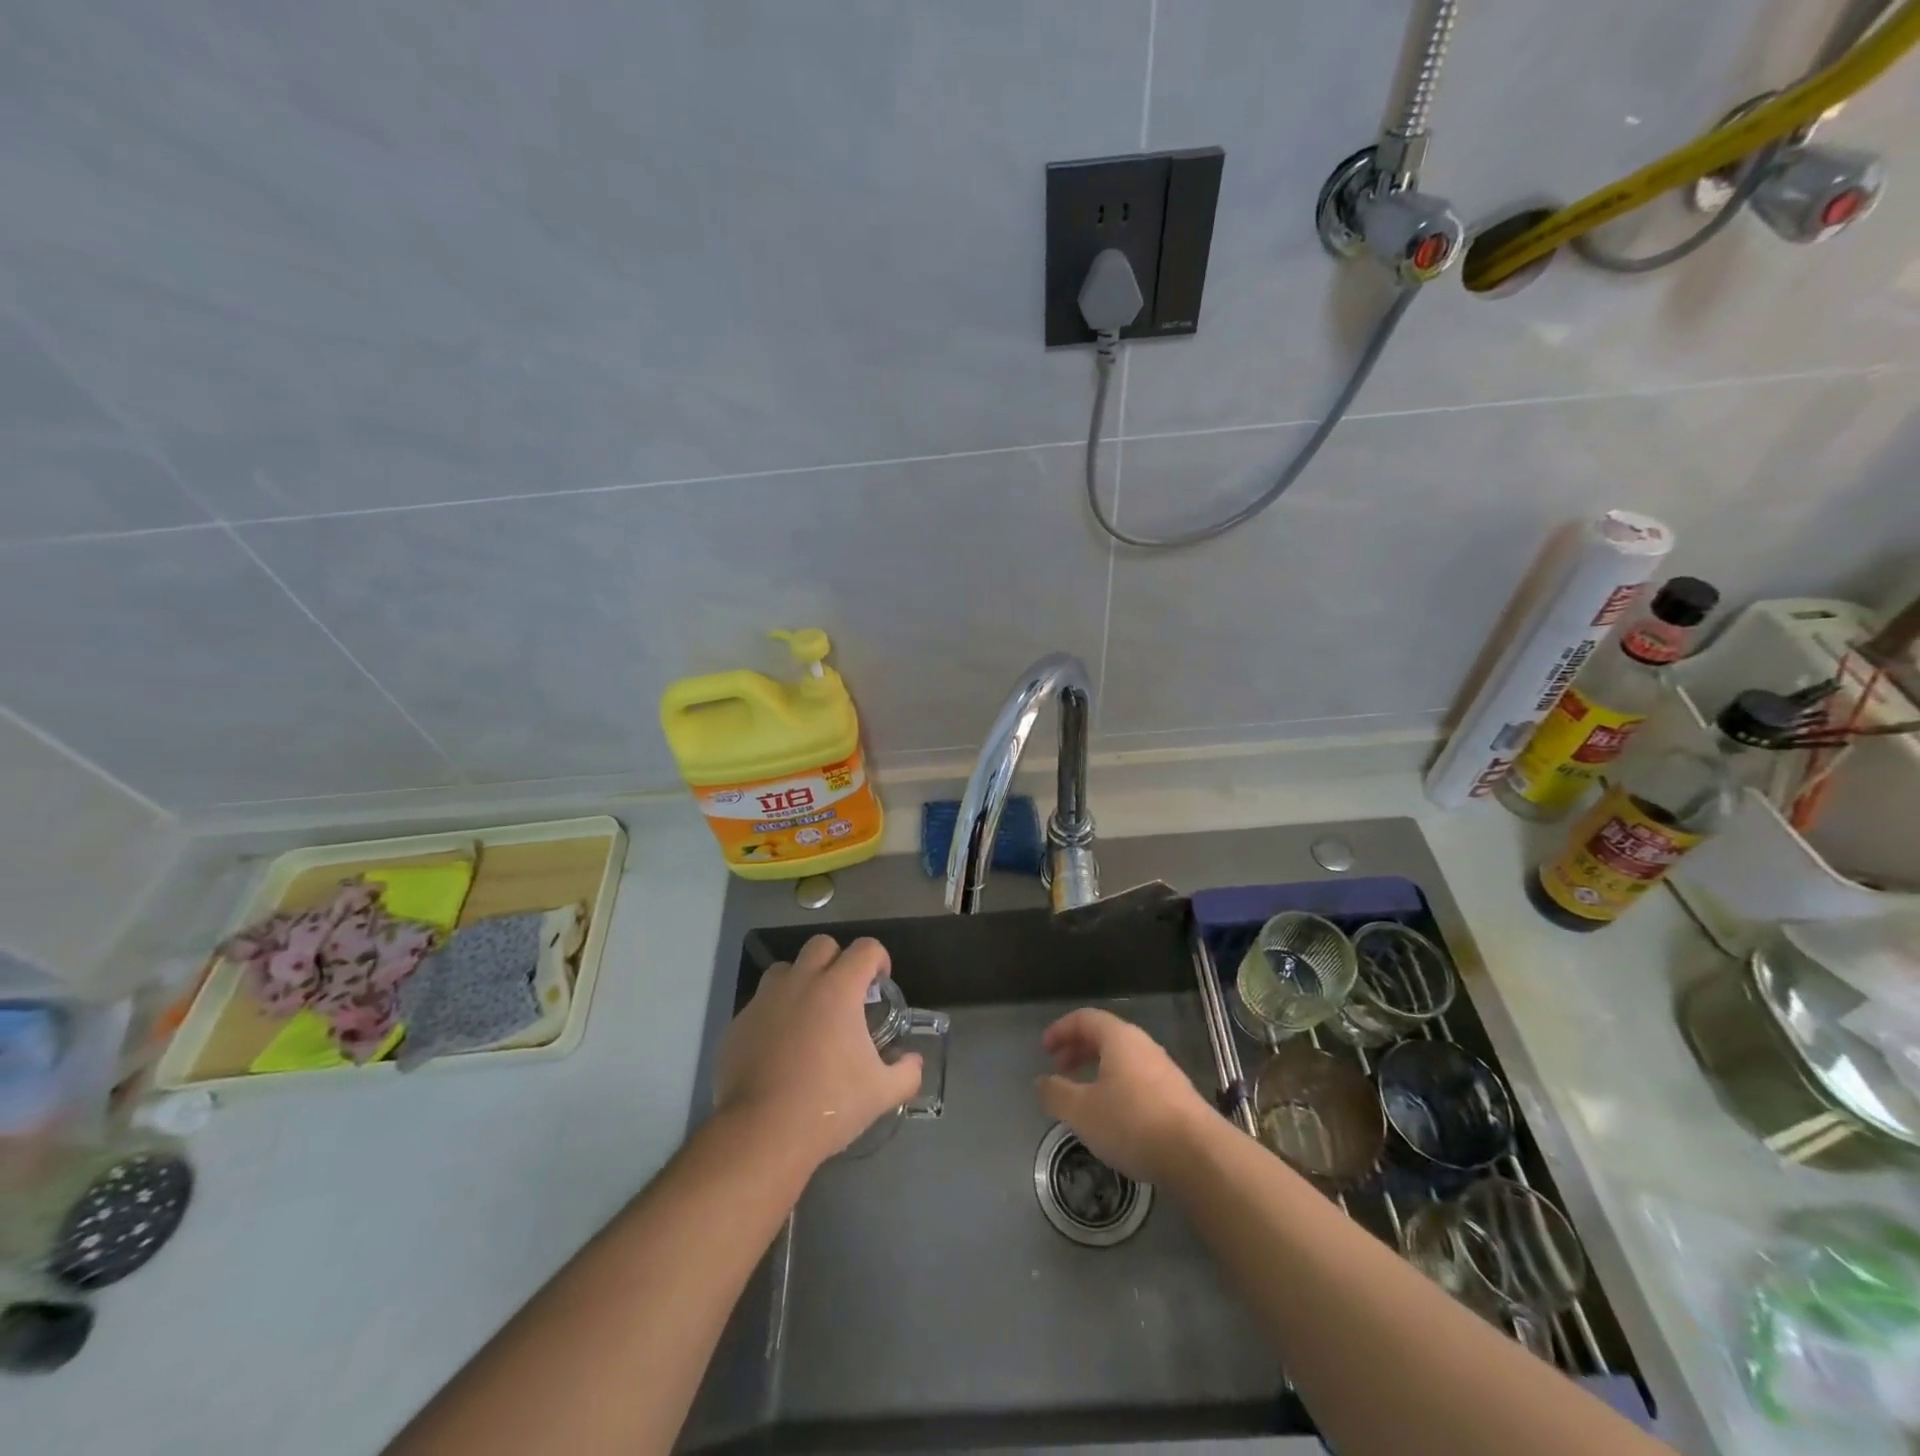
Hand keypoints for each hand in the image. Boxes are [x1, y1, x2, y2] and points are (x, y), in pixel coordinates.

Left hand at [715, 935, 922, 1166]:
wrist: (761, 1133)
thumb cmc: (828, 1104)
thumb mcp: (881, 1093)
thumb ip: (906, 1072)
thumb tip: (913, 1061)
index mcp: (838, 989)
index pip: (865, 949)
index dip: (879, 959)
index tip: (880, 983)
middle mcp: (800, 983)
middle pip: (822, 945)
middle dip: (837, 960)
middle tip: (845, 994)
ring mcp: (764, 1000)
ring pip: (785, 969)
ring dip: (801, 981)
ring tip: (809, 1015)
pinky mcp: (738, 1023)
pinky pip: (760, 1004)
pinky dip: (774, 1014)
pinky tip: (780, 1047)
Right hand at [1036, 1008, 1214, 1183]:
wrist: (1198, 1154)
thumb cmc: (1132, 1122)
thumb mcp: (1082, 1111)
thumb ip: (1057, 1094)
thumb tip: (1041, 1082)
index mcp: (1119, 1038)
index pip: (1085, 1018)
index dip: (1061, 1029)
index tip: (1044, 1049)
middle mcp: (1142, 1045)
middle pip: (1104, 1036)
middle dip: (1078, 1049)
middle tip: (1059, 1069)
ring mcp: (1163, 1069)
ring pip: (1122, 1058)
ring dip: (1097, 1069)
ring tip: (1082, 1095)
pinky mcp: (1176, 1095)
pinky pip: (1137, 1078)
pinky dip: (1116, 1085)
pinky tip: (1112, 1115)